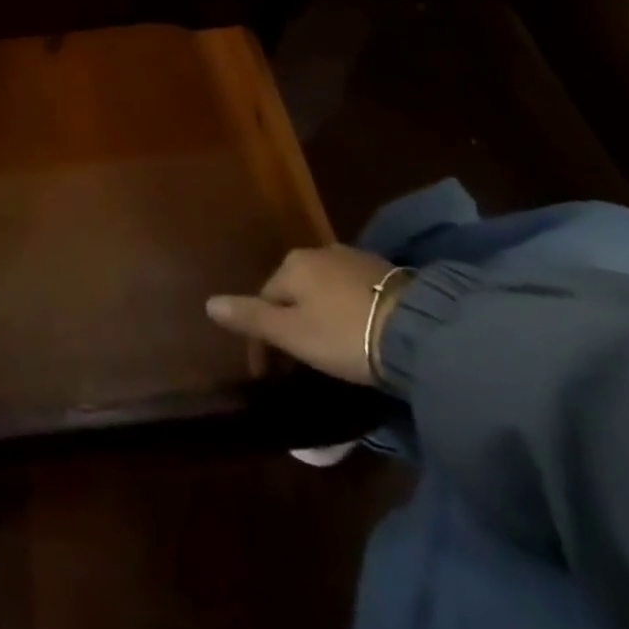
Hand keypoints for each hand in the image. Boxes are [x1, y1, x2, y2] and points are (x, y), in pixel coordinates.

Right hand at [205, 246, 408, 385]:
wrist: (419, 330)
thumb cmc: (345, 334)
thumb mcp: (293, 334)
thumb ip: (251, 318)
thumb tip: (208, 302)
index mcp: (291, 265)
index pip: (264, 300)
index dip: (262, 339)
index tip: (268, 375)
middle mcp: (317, 253)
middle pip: (292, 292)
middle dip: (290, 322)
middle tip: (299, 362)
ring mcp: (352, 259)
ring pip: (322, 289)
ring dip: (318, 314)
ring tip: (328, 348)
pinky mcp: (383, 272)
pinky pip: (349, 291)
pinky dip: (344, 310)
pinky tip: (356, 331)